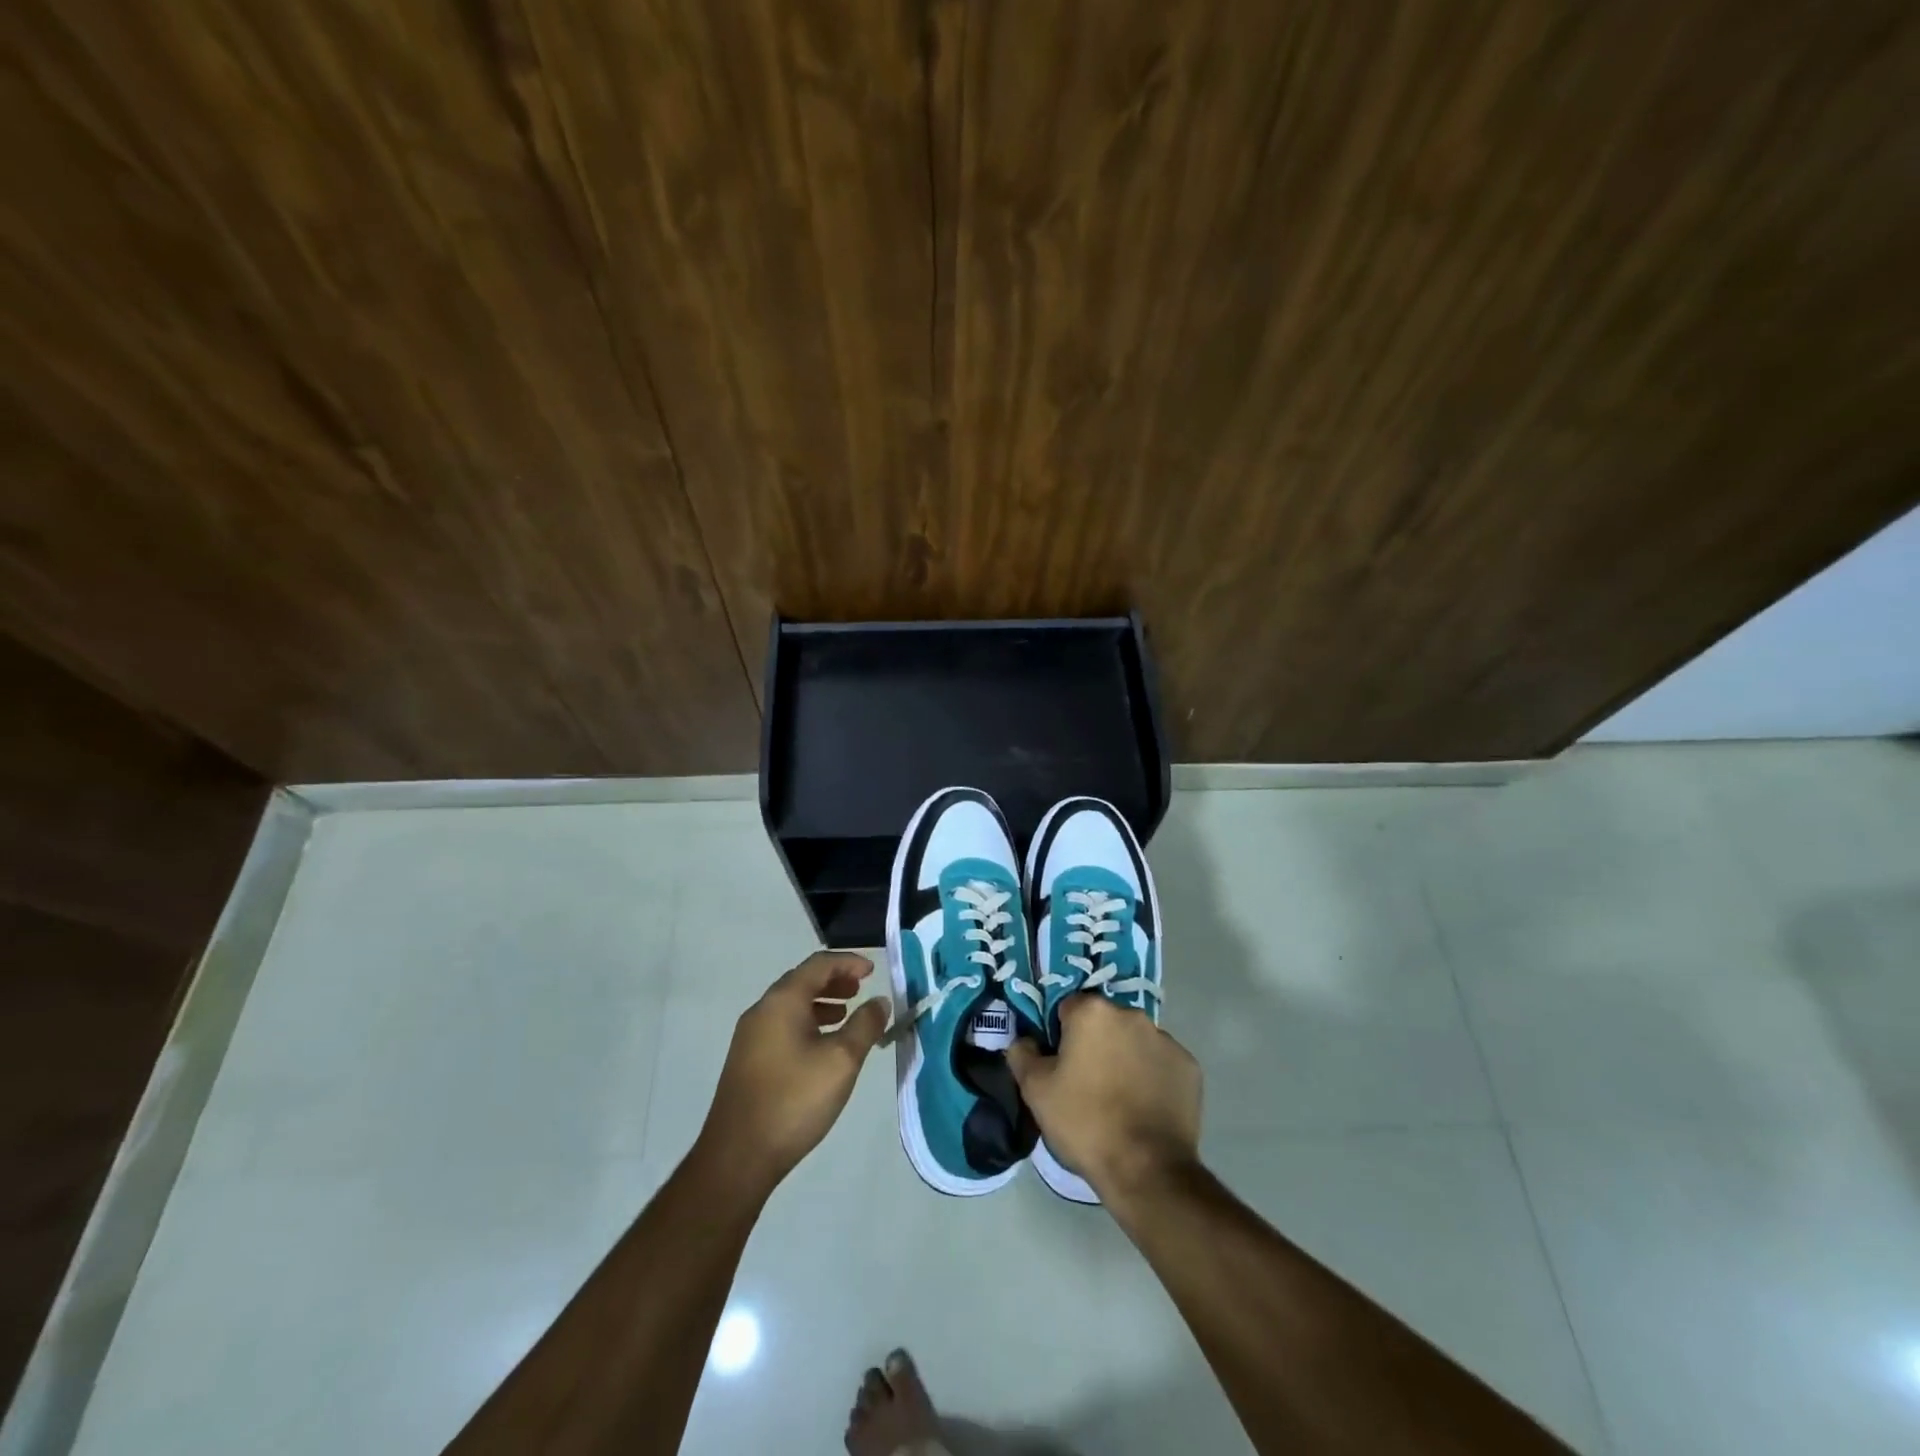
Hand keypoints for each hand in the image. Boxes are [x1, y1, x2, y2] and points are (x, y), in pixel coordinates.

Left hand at [697, 952, 891, 1195]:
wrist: (738, 1156)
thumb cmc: (794, 1100)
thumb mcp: (841, 1061)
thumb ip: (865, 1026)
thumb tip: (880, 1002)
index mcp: (782, 1001)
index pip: (818, 964)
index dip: (848, 962)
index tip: (873, 971)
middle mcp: (762, 1010)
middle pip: (802, 981)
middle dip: (834, 981)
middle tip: (861, 989)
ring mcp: (750, 1036)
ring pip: (791, 1005)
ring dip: (821, 1003)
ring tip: (846, 1015)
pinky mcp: (747, 1060)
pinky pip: (782, 1025)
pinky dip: (807, 1022)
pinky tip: (821, 1047)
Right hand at [1007, 995, 1201, 1205]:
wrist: (1147, 1170)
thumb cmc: (1085, 1122)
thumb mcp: (1035, 1091)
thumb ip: (1022, 1054)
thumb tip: (1024, 1040)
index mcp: (1093, 1012)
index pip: (1067, 1008)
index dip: (1060, 1034)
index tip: (1060, 1064)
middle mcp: (1132, 1015)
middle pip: (1104, 1022)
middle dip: (1095, 1043)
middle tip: (1086, 1082)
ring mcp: (1166, 1039)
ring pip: (1134, 1040)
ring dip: (1124, 1057)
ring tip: (1118, 1099)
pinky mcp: (1189, 1066)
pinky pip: (1161, 1063)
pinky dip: (1152, 1076)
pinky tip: (1144, 1107)